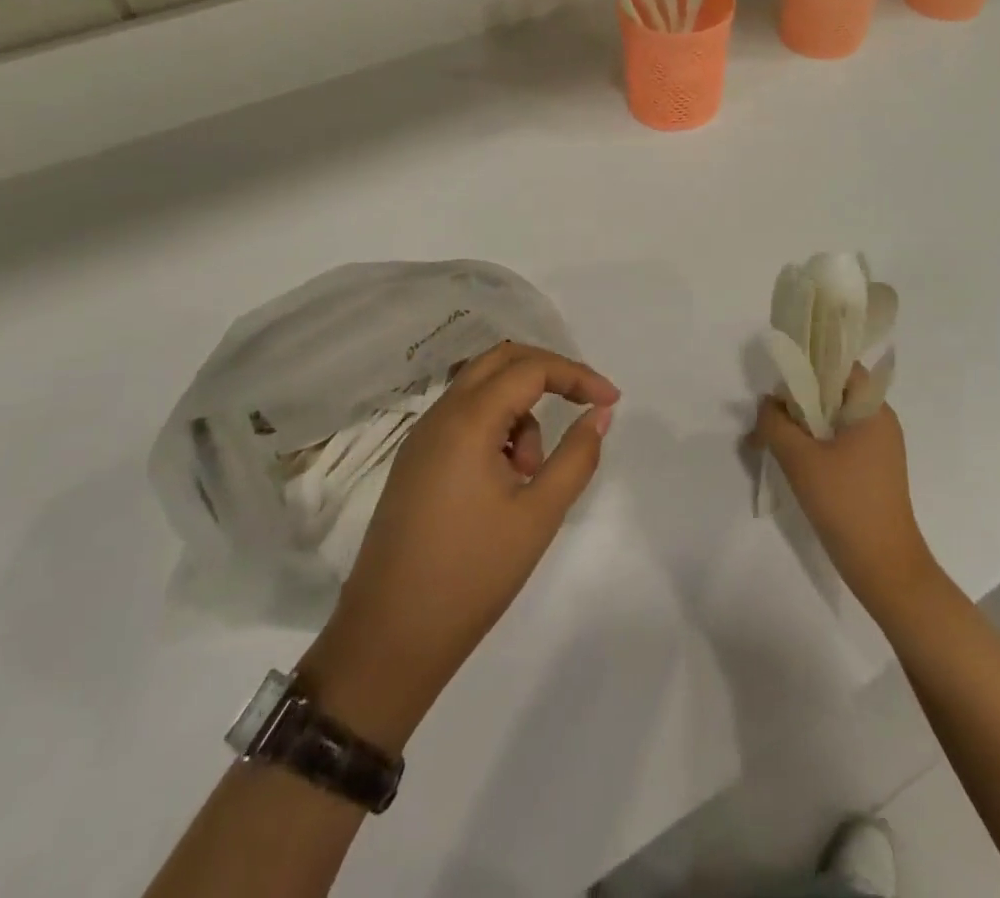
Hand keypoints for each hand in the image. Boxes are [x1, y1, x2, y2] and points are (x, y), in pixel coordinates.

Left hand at [299, 344, 619, 752]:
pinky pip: (464, 419)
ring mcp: (421, 438)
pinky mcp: (415, 462)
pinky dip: (496, 429)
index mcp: (467, 421)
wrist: (388, 640)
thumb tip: (600, 413)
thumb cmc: (472, 575)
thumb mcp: (539, 515)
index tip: (612, 401)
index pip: (531, 369)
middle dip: (548, 372)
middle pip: (500, 360)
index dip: (577, 376)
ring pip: (481, 389)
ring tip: (532, 475)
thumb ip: (576, 456)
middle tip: (582, 402)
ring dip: (520, 410)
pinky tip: (505, 481)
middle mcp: (440, 416)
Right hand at [751, 381, 939, 621]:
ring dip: (801, 425)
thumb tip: (768, 404)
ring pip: (832, 420)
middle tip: (766, 416)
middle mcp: (879, 421)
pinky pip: (837, 443)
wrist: (884, 567)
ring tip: (769, 440)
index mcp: (872, 409)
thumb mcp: (800, 459)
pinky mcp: (871, 471)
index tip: (778, 381)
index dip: (808, 366)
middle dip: (797, 401)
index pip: (840, 366)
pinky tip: (789, 461)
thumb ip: (775, 423)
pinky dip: (813, 445)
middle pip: (833, 393)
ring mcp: (877, 448)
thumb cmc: (846, 504)